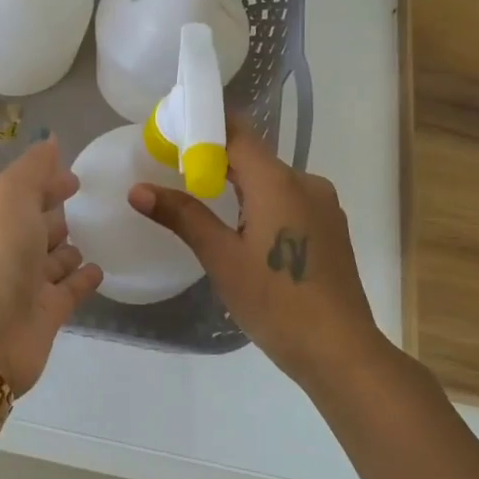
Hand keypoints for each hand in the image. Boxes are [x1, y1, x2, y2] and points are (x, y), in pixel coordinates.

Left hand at [0, 138, 102, 396]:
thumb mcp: (11, 194)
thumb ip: (34, 168)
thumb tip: (50, 140)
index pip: (23, 192)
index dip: (45, 181)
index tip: (73, 176)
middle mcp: (7, 248)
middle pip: (36, 225)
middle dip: (55, 213)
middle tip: (86, 203)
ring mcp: (25, 283)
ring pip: (52, 260)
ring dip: (68, 248)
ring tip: (95, 236)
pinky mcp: (45, 314)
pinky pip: (69, 290)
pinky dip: (82, 279)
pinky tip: (99, 269)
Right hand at [129, 120, 380, 389]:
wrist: (340, 352)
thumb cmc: (276, 302)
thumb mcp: (222, 258)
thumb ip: (182, 216)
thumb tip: (138, 189)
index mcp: (278, 182)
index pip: (238, 132)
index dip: (204, 125)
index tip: (171, 131)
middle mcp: (306, 183)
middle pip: (254, 156)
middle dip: (215, 157)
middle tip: (174, 167)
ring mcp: (323, 206)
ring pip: (272, 180)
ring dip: (239, 183)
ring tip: (202, 198)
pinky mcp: (330, 229)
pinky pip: (289, 200)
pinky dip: (261, 202)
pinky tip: (243, 228)